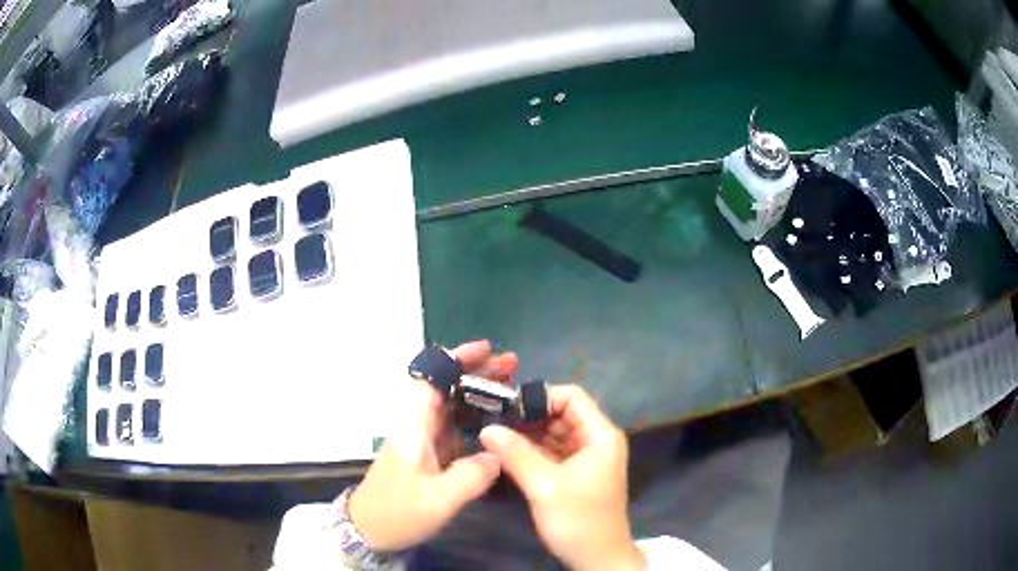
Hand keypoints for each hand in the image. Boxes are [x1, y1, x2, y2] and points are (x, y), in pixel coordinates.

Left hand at [349, 340, 517, 551]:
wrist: (369, 531)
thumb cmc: (397, 512)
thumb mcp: (438, 500)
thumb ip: (472, 475)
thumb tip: (499, 455)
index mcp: (414, 426)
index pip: (433, 379)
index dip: (458, 360)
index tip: (489, 350)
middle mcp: (417, 426)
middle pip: (447, 388)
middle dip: (478, 374)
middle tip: (514, 368)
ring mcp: (422, 441)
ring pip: (453, 407)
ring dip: (480, 396)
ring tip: (515, 392)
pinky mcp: (428, 456)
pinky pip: (456, 429)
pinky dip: (476, 421)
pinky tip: (499, 427)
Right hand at [480, 385, 644, 570]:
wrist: (598, 559)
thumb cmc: (578, 520)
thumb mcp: (545, 486)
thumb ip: (516, 453)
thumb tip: (487, 428)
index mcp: (600, 435)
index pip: (572, 397)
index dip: (540, 397)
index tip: (506, 407)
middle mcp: (596, 441)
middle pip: (561, 415)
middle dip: (529, 417)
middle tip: (492, 422)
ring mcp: (586, 459)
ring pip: (554, 435)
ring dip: (527, 435)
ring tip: (494, 436)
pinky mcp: (576, 475)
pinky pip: (553, 453)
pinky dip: (532, 452)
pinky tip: (507, 454)